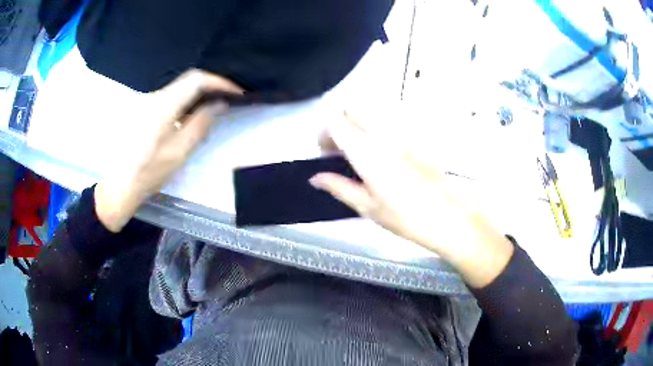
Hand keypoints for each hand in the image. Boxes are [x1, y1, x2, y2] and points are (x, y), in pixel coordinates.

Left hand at [95, 70, 242, 231]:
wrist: (120, 185)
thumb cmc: (149, 172)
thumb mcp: (179, 151)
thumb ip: (200, 124)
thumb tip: (219, 105)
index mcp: (164, 104)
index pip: (196, 79)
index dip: (219, 82)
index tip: (236, 92)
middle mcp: (155, 96)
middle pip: (188, 81)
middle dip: (210, 87)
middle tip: (227, 101)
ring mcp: (148, 103)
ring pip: (179, 90)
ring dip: (198, 96)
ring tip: (212, 112)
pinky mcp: (144, 111)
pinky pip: (170, 99)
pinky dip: (185, 104)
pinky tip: (190, 119)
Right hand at [310, 111, 513, 287]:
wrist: (447, 216)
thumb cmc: (405, 217)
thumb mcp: (367, 206)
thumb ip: (338, 187)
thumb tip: (315, 178)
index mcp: (367, 152)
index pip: (335, 123)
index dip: (324, 133)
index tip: (325, 151)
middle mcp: (384, 134)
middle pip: (353, 106)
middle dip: (340, 120)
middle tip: (341, 145)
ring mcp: (403, 131)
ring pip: (373, 106)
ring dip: (360, 117)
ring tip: (362, 143)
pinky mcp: (417, 135)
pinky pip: (392, 116)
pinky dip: (379, 121)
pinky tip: (384, 146)